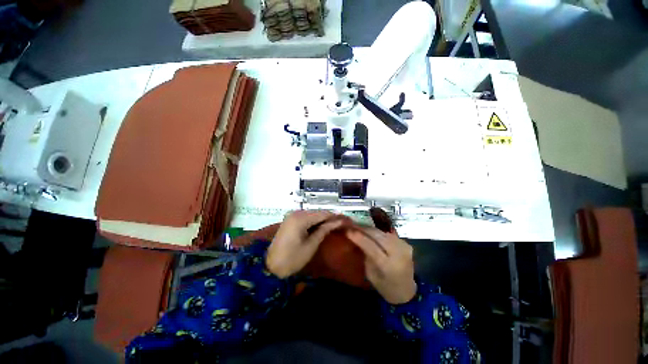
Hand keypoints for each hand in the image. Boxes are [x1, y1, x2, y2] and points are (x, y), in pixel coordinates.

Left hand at [267, 210, 343, 277]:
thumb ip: (324, 231)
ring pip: (311, 215)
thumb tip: (337, 222)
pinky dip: (314, 223)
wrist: (272, 266)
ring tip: (335, 227)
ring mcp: (291, 217)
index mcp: (300, 218)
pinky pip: (305, 219)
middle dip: (329, 218)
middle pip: (317, 213)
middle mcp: (295, 213)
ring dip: (322, 220)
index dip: (336, 217)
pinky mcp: (289, 222)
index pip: (323, 213)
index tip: (347, 221)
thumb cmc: (293, 258)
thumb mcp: (311, 245)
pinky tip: (322, 228)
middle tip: (343, 225)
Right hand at [346, 228, 416, 303]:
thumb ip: (367, 258)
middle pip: (380, 237)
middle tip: (352, 225)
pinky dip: (381, 233)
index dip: (359, 238)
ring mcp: (405, 247)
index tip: (348, 231)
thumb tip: (358, 242)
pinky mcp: (408, 244)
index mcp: (388, 265)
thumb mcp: (371, 276)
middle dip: (365, 230)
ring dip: (372, 230)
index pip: (372, 247)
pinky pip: (391, 236)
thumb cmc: (385, 287)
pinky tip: (372, 233)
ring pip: (385, 233)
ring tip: (360, 227)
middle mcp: (398, 254)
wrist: (406, 290)